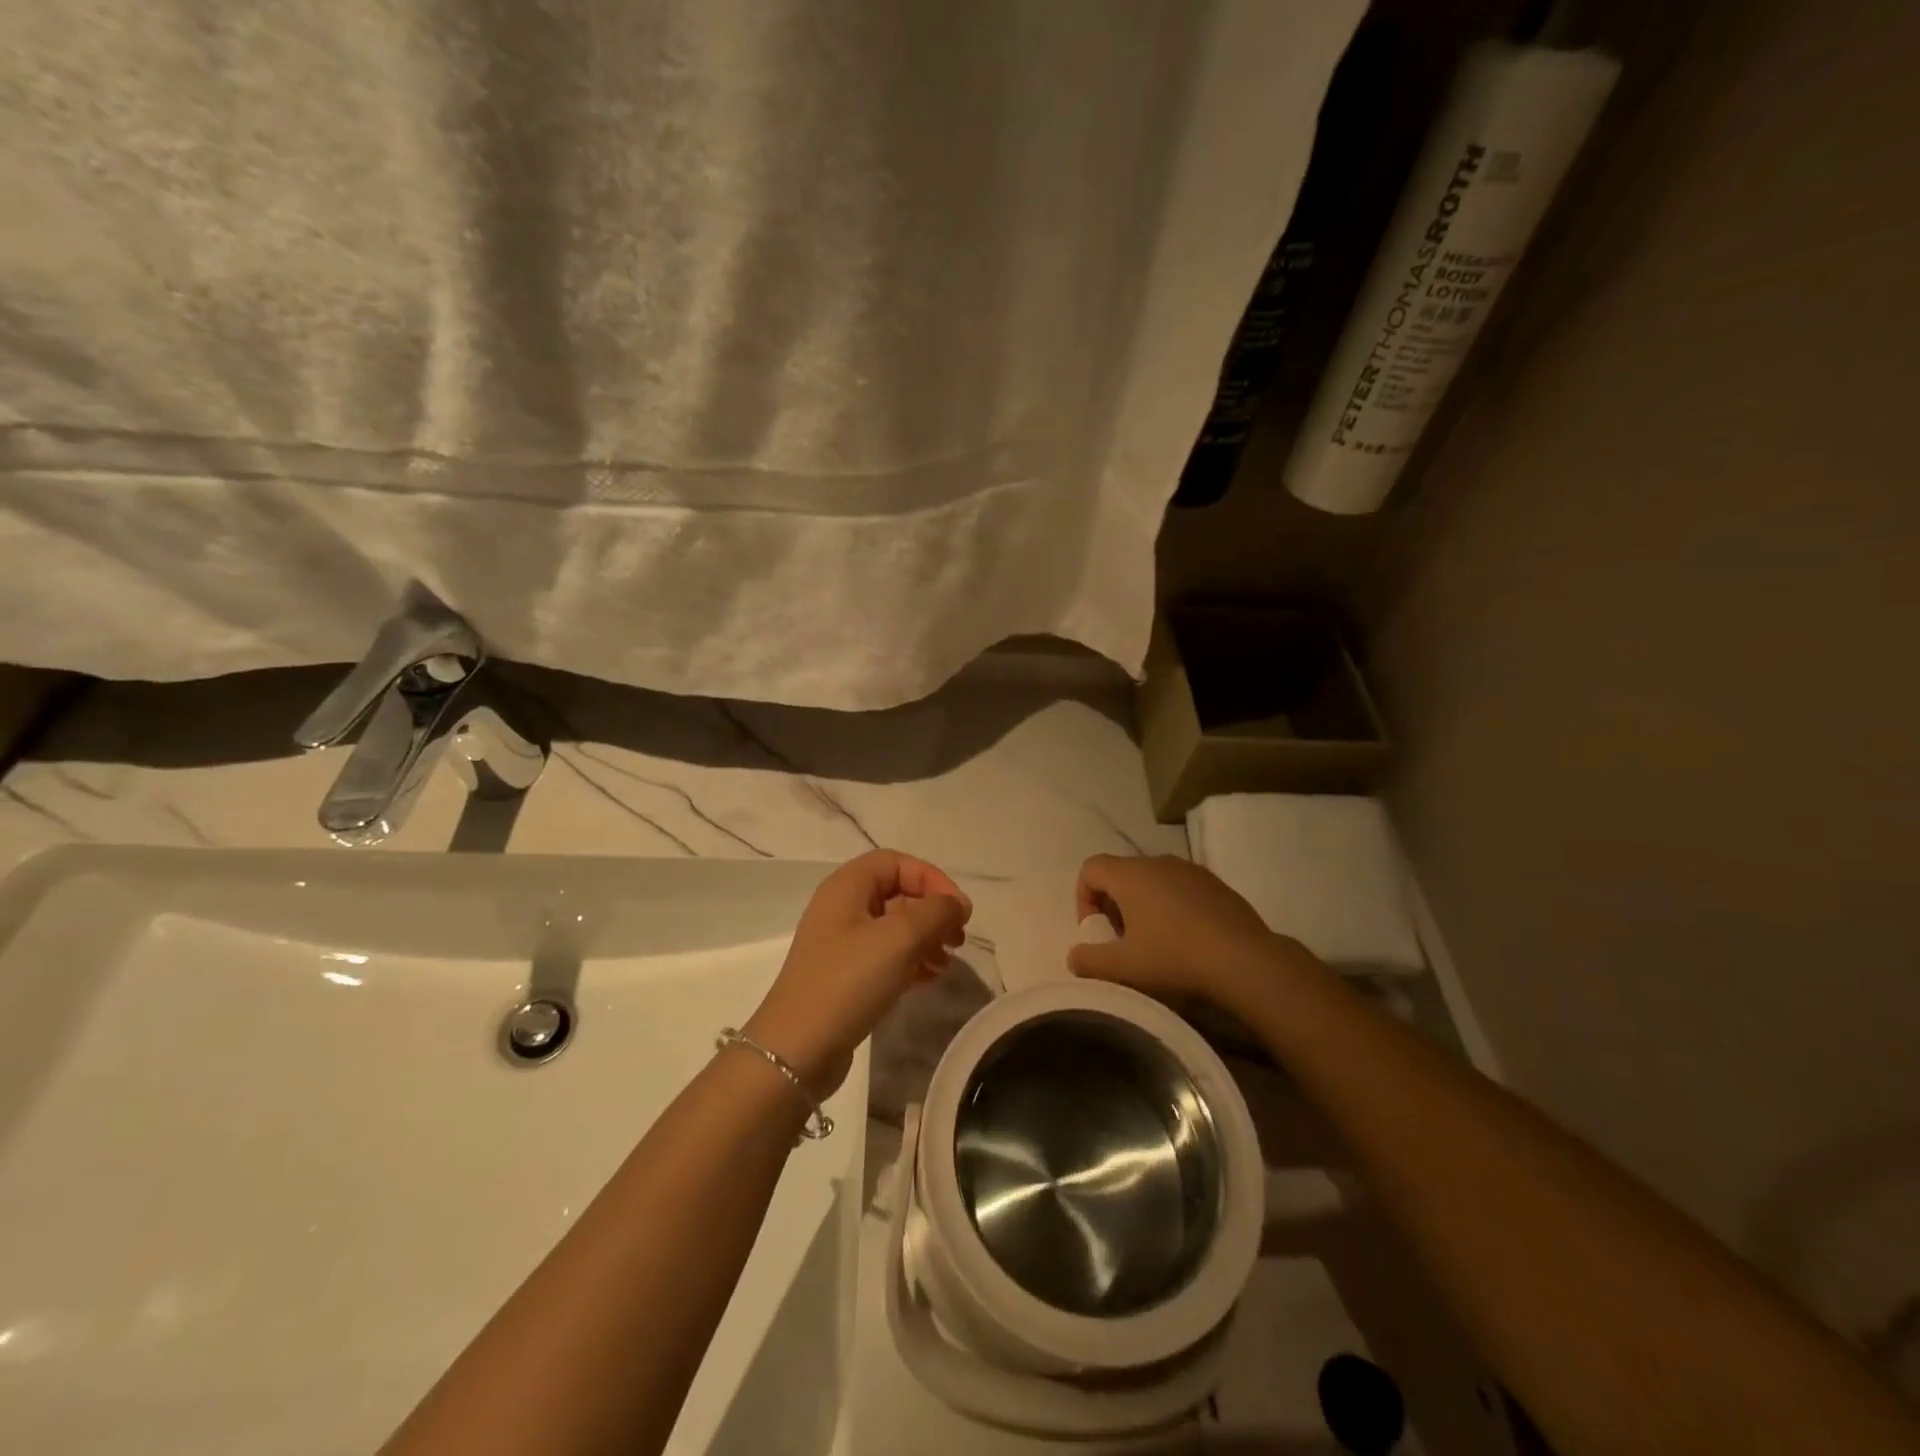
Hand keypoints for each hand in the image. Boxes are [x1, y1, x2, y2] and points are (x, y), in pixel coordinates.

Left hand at [744, 850, 971, 1098]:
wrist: (797, 1051)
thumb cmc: (848, 982)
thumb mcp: (898, 939)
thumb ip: (935, 913)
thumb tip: (957, 904)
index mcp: (846, 887)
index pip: (896, 862)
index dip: (931, 878)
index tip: (958, 910)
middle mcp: (841, 908)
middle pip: (897, 893)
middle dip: (932, 912)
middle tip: (957, 939)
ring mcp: (841, 944)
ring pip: (894, 927)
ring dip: (926, 939)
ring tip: (946, 964)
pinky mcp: (845, 977)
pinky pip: (886, 956)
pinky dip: (911, 961)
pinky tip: (929, 979)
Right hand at [1068, 854, 1307, 1015]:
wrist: (1244, 961)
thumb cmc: (1173, 958)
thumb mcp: (1122, 967)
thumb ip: (1087, 960)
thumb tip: (1074, 956)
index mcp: (1130, 874)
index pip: (1090, 868)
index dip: (1083, 898)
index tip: (1097, 931)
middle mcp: (1158, 861)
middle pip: (1121, 874)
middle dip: (1114, 905)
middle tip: (1123, 941)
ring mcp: (1190, 870)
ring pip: (1152, 880)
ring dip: (1143, 906)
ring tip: (1154, 942)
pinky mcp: (1216, 884)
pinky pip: (1180, 888)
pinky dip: (1172, 907)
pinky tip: (1186, 940)